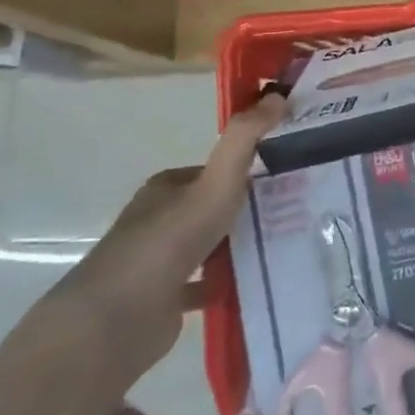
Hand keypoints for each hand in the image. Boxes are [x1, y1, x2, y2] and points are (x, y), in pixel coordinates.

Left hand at [50, 95, 287, 378]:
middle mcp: (158, 219)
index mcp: (166, 188)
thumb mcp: (215, 183)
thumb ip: (244, 140)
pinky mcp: (162, 300)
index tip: (287, 179)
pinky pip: (205, 285)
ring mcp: (158, 262)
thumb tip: (277, 95)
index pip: (213, 171)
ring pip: (210, 246)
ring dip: (240, 246)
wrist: (118, 319)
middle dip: (249, 210)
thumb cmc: (169, 241)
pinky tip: (259, 284)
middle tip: (296, 214)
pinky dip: (228, 283)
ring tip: (286, 247)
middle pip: (212, 208)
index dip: (248, 172)